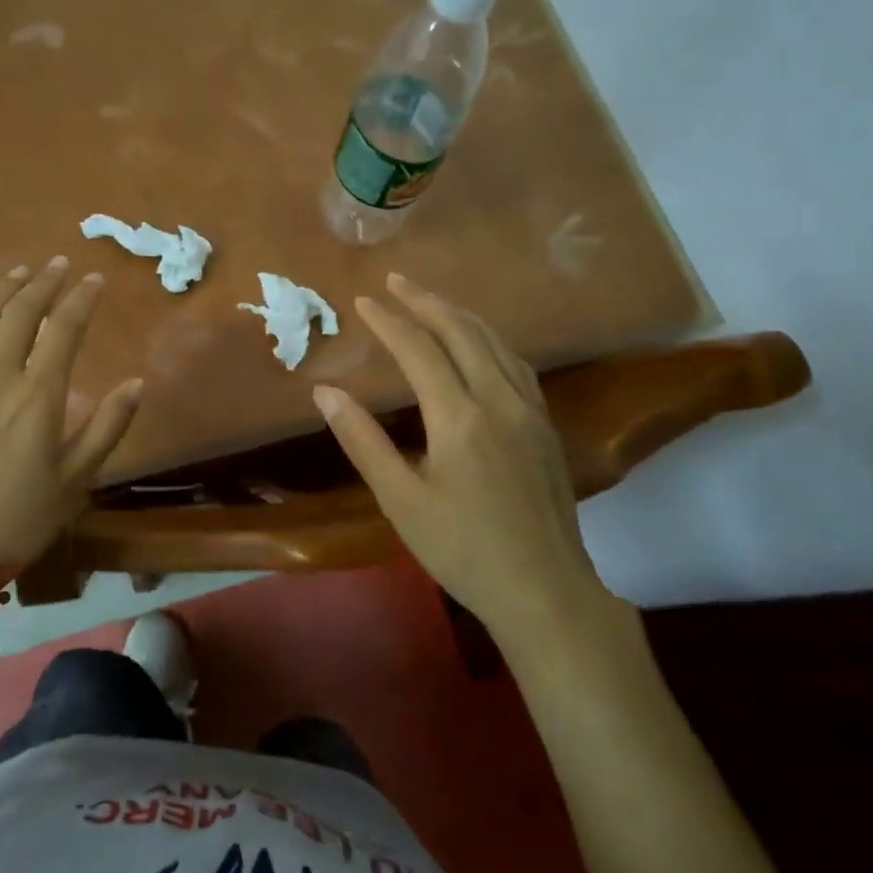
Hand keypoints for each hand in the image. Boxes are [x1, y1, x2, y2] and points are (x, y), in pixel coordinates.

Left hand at [0, 256, 142, 571]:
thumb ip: (108, 426)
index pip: (63, 330)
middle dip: (43, 283)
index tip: (95, 279)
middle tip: (59, 264)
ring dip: (4, 292)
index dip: (81, 299)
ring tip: (21, 272)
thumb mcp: (78, 478)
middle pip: (20, 314)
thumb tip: (136, 384)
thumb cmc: (21, 516)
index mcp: (37, 397)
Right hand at [312, 273, 614, 627]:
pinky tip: (482, 345)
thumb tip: (325, 393)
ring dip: (461, 315)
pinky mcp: (546, 426)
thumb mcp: (400, 499)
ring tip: (432, 301)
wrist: (545, 591)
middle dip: (426, 302)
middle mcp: (499, 401)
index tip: (363, 301)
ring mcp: (530, 411)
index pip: (419, 350)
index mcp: (460, 418)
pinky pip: (516, 364)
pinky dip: (490, 340)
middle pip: (463, 332)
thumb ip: (363, 441)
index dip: (389, 321)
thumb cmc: (462, 550)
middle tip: (396, 281)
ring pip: (496, 343)